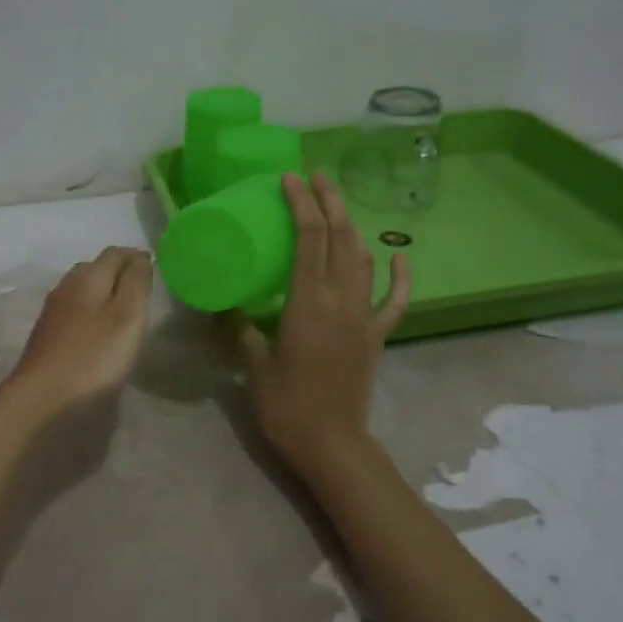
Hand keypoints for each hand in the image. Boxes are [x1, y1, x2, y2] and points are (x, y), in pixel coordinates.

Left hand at [0, 246, 153, 421]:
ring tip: (126, 312)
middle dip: (120, 273)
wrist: (42, 402)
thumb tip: (141, 257)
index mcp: (86, 278)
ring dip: (104, 295)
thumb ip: (136, 283)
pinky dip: (92, 316)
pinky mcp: (47, 340)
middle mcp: (66, 288)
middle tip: (144, 291)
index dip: (137, 257)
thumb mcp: (127, 316)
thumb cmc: (93, 358)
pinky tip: (101, 335)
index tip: (157, 269)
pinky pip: (74, 315)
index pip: (115, 253)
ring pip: (82, 292)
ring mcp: (53, 315)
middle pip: (95, 269)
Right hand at [236, 172, 409, 480]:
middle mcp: (341, 299)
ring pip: (364, 259)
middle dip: (329, 201)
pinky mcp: (376, 336)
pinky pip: (395, 301)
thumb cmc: (286, 406)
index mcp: (309, 301)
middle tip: (315, 177)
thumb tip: (222, 305)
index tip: (289, 179)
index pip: (309, 237)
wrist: (332, 445)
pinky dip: (400, 277)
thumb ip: (240, 328)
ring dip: (352, 228)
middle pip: (340, 237)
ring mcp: (364, 317)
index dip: (301, 203)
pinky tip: (398, 257)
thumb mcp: (253, 364)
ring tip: (337, 207)